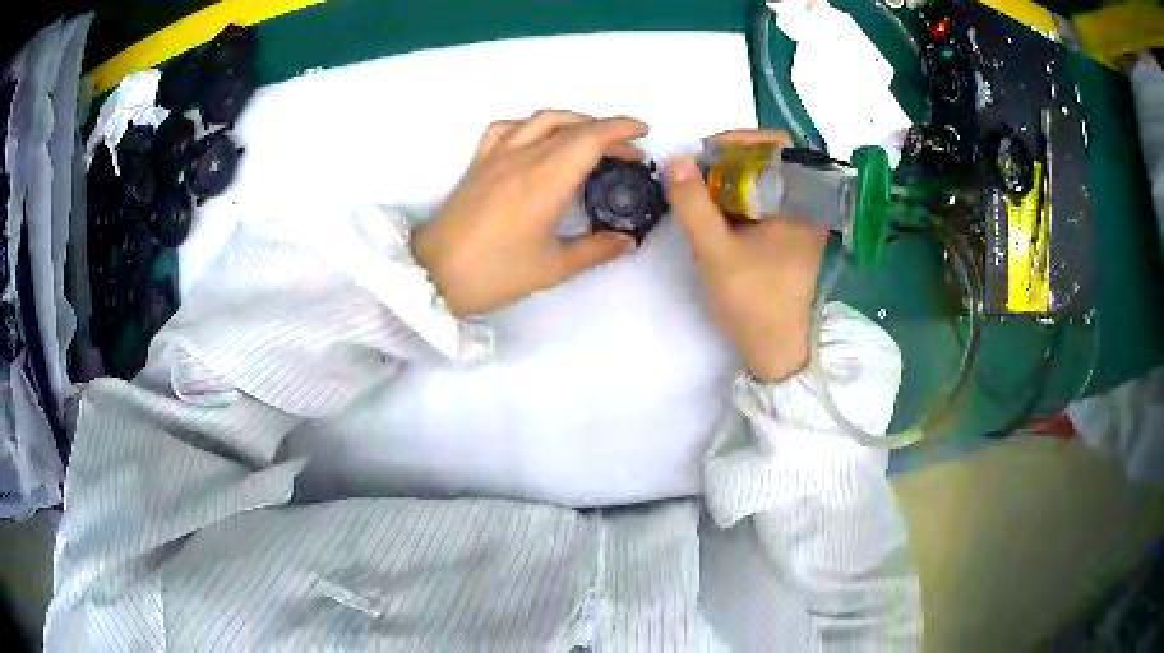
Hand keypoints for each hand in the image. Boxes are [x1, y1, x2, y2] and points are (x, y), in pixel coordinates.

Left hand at [411, 110, 647, 315]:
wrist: (433, 275)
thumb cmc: (495, 273)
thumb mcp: (553, 267)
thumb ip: (596, 249)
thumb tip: (627, 240)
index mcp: (546, 179)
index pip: (591, 138)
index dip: (622, 130)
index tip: (643, 134)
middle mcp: (524, 157)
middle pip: (573, 127)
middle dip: (608, 131)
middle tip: (628, 152)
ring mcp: (497, 156)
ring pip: (541, 119)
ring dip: (574, 120)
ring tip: (591, 136)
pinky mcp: (478, 163)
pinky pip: (507, 128)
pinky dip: (531, 125)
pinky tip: (539, 138)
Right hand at [666, 130, 828, 382]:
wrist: (774, 349)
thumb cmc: (754, 301)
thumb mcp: (716, 251)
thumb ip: (693, 204)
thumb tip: (675, 160)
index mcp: (803, 204)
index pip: (781, 146)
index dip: (743, 137)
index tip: (708, 149)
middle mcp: (807, 207)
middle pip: (770, 161)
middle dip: (730, 161)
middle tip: (697, 171)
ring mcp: (799, 222)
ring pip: (764, 182)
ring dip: (731, 180)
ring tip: (700, 191)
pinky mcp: (788, 237)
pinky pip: (763, 203)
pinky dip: (738, 200)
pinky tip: (715, 213)